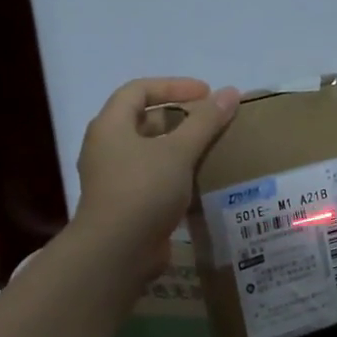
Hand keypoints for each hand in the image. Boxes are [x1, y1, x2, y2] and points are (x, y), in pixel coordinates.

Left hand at [71, 77, 239, 281]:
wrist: (118, 251)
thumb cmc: (144, 190)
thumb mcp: (178, 151)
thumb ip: (205, 122)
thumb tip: (230, 93)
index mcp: (110, 126)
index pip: (138, 90)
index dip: (173, 85)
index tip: (206, 93)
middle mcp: (106, 149)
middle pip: (143, 121)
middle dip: (178, 118)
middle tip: (210, 123)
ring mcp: (113, 180)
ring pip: (148, 154)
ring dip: (178, 150)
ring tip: (210, 151)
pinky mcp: (125, 206)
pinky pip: (152, 181)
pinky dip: (175, 177)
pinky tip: (199, 184)